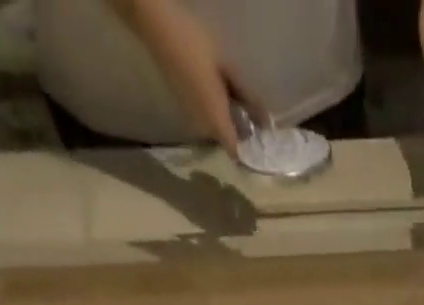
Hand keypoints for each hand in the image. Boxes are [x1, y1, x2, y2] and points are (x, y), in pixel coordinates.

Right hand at [117, 0, 259, 153]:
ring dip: (231, 123)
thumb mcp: (228, 68)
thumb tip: (267, 123)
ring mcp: (192, 119)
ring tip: (244, 105)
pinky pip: (208, 119)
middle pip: (228, 142)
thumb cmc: (195, 44)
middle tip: (258, 119)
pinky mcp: (185, 108)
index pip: (237, 155)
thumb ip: (248, 98)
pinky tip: (225, 95)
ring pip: (218, 130)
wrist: (157, 27)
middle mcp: (204, 129)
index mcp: (216, 123)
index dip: (251, 157)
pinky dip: (219, 113)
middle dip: (244, 136)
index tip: (265, 149)